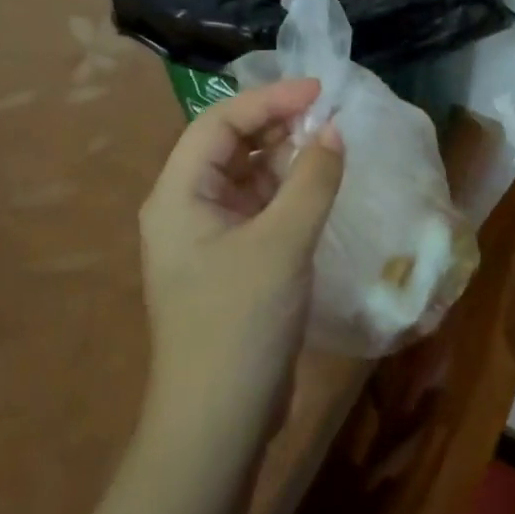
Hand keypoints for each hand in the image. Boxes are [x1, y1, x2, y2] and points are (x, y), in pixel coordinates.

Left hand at [138, 79, 344, 458]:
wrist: (217, 423)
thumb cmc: (240, 322)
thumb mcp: (282, 244)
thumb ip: (312, 180)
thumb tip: (336, 131)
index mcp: (178, 195)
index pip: (218, 123)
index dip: (269, 99)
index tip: (320, 90)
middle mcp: (186, 209)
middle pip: (230, 146)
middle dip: (278, 126)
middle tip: (331, 116)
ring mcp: (208, 238)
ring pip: (248, 178)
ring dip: (286, 159)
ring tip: (332, 145)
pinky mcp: (231, 262)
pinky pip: (260, 209)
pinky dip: (289, 192)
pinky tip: (321, 188)